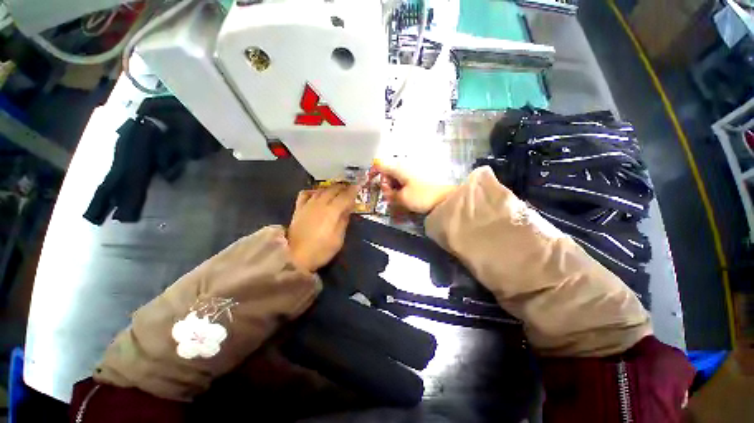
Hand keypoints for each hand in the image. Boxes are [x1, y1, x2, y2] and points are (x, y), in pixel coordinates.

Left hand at [288, 184, 358, 272]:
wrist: (295, 257)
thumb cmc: (321, 250)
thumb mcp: (338, 239)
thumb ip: (344, 221)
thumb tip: (347, 209)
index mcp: (332, 211)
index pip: (345, 196)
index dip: (353, 190)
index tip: (359, 185)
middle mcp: (320, 204)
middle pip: (333, 189)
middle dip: (343, 187)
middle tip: (350, 188)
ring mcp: (308, 205)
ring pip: (321, 190)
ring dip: (331, 188)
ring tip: (337, 190)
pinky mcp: (299, 208)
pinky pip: (305, 194)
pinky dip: (313, 191)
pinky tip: (317, 194)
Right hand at [371, 160, 455, 213]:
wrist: (446, 197)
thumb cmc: (422, 195)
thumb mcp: (402, 198)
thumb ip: (390, 194)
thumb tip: (386, 190)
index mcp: (398, 167)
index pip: (380, 164)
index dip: (373, 172)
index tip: (372, 183)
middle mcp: (405, 165)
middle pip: (388, 171)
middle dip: (386, 183)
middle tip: (390, 196)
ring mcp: (413, 169)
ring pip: (397, 175)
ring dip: (394, 186)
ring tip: (398, 197)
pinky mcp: (420, 175)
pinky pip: (406, 178)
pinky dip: (403, 186)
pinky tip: (406, 194)